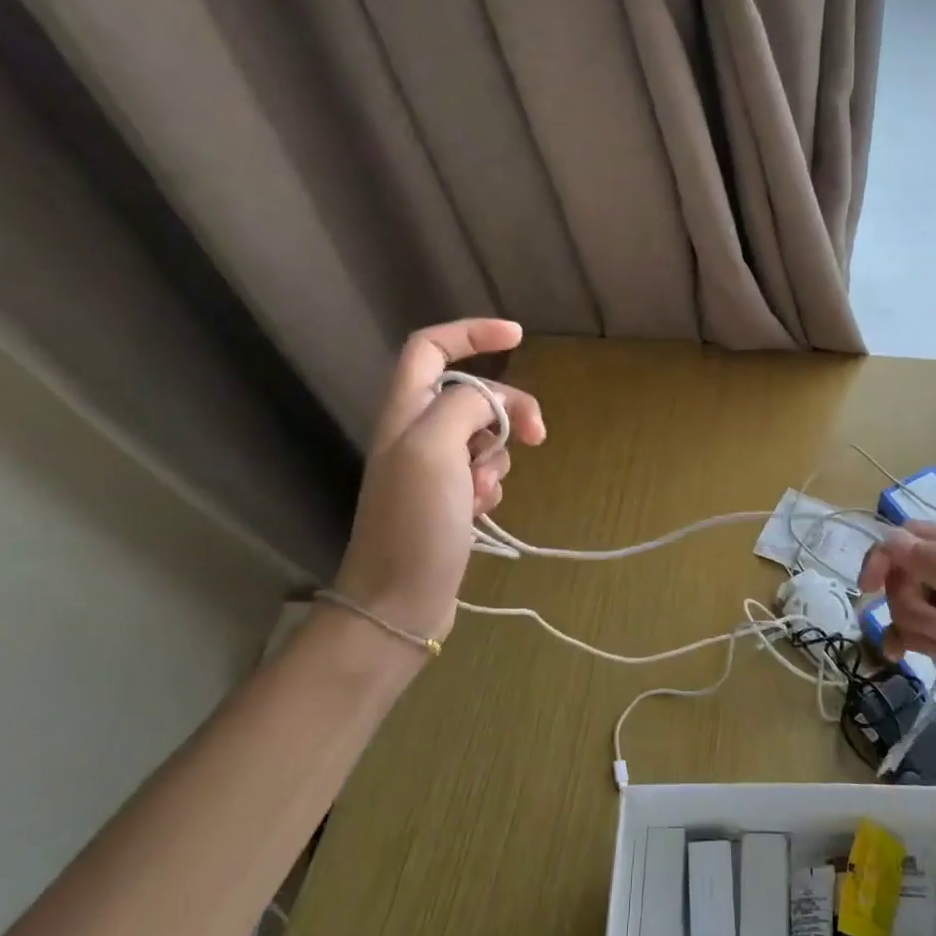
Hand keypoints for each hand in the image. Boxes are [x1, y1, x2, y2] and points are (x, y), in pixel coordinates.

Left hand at [333, 319, 545, 643]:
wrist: (399, 602)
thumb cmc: (414, 522)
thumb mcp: (435, 449)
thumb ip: (464, 406)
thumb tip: (490, 402)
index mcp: (404, 410)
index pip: (430, 346)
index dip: (472, 333)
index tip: (518, 336)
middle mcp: (415, 433)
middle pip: (471, 394)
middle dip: (507, 409)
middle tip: (536, 435)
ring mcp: (432, 469)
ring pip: (483, 437)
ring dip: (497, 458)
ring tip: (484, 493)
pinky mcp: (448, 501)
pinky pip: (484, 474)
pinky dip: (491, 486)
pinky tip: (482, 512)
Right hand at [858, 522, 935, 789]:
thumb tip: (893, 537)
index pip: (919, 535)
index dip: (889, 553)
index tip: (869, 586)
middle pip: (907, 570)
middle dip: (907, 598)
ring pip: (906, 602)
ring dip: (912, 625)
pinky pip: (909, 632)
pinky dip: (900, 641)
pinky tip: (898, 658)